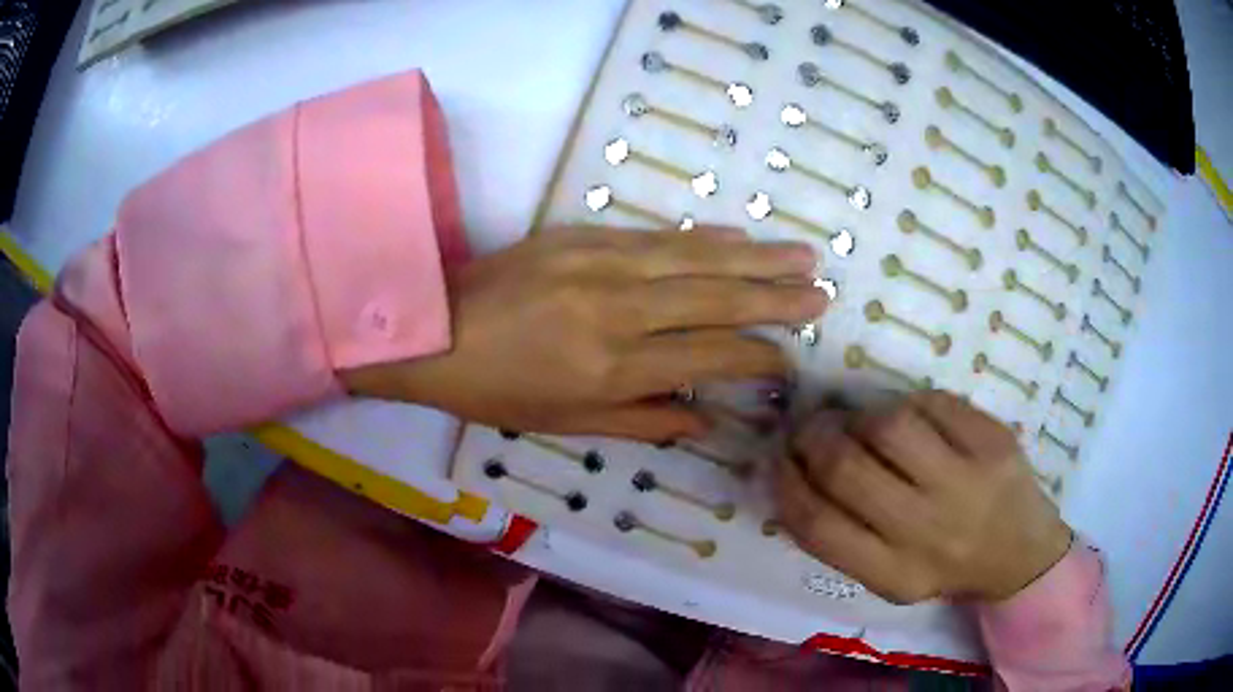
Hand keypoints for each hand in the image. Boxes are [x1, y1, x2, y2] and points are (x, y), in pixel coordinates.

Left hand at [344, 228, 826, 441]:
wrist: (433, 328)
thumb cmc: (496, 389)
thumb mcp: (567, 424)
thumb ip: (645, 421)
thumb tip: (710, 421)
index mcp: (613, 369)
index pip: (710, 358)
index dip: (758, 359)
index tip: (789, 360)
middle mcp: (619, 312)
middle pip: (715, 300)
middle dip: (776, 298)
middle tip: (822, 291)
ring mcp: (601, 264)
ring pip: (696, 259)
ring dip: (755, 257)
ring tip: (803, 255)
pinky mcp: (584, 235)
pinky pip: (657, 235)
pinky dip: (703, 237)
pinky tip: (737, 237)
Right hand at [776, 391, 1071, 603]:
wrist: (1020, 554)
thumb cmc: (945, 566)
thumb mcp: (889, 577)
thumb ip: (843, 539)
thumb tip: (796, 475)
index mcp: (894, 574)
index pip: (817, 526)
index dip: (785, 484)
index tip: (777, 460)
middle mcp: (927, 532)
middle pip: (846, 469)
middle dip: (814, 437)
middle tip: (811, 428)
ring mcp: (965, 482)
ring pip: (889, 425)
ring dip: (862, 417)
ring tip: (863, 423)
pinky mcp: (993, 442)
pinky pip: (932, 402)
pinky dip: (908, 403)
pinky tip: (910, 418)